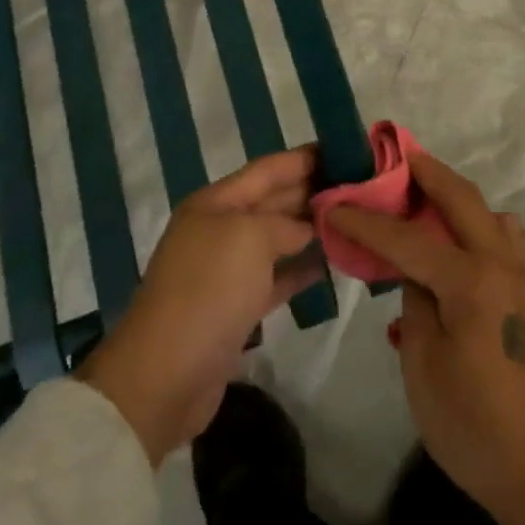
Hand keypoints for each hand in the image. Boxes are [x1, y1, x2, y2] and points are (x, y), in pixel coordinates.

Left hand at [78, 147, 323, 465]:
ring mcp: (227, 270)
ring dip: (310, 228)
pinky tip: (331, 261)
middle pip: (273, 201)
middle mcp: (220, 229)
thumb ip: (285, 223)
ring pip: (277, 238)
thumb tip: (306, 227)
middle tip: (358, 184)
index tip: (344, 150)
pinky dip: (301, 268)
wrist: (166, 374)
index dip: (304, 158)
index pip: (268, 169)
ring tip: (352, 218)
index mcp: (215, 203)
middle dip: (311, 190)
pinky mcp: (236, 308)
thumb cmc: (209, 289)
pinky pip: (276, 277)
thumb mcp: (250, 237)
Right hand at [329, 154, 524, 524]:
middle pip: (463, 199)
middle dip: (427, 172)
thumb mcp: (424, 369)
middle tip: (398, 156)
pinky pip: (508, 242)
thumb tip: (414, 275)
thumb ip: (415, 306)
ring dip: (459, 199)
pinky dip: (482, 228)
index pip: (408, 237)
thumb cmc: (477, 428)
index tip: (335, 204)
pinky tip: (461, 251)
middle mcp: (503, 264)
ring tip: (428, 203)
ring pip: (493, 215)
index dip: (367, 220)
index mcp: (471, 280)